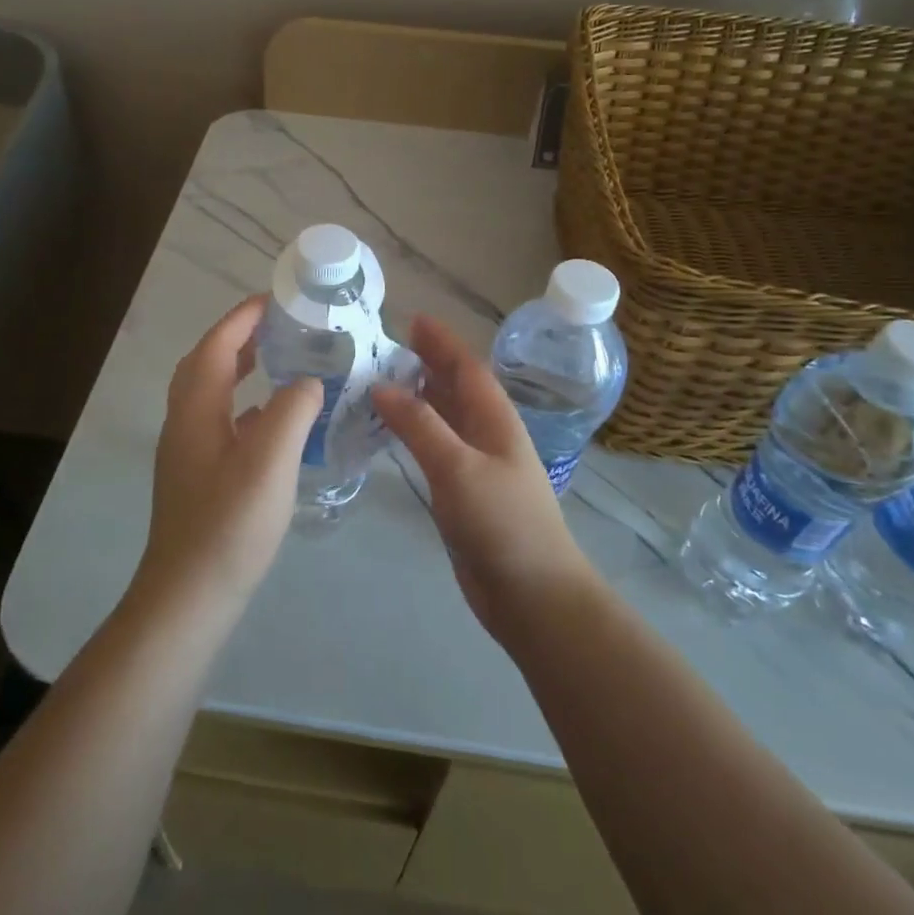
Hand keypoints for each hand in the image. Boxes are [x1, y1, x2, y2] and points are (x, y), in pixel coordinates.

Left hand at [137, 295, 322, 615]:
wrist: (189, 597)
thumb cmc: (229, 524)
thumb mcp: (270, 460)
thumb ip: (293, 410)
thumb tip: (309, 381)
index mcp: (196, 408)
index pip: (216, 345)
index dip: (243, 317)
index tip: (276, 299)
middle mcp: (185, 421)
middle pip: (207, 363)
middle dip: (239, 336)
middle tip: (280, 325)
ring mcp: (188, 451)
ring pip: (212, 392)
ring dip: (241, 367)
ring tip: (280, 361)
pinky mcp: (198, 476)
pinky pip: (221, 421)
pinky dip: (246, 405)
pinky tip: (273, 420)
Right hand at [372, 315, 595, 642]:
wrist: (533, 595)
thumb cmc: (502, 523)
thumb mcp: (458, 467)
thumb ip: (420, 425)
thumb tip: (381, 386)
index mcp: (495, 419)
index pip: (466, 367)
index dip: (441, 342)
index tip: (412, 319)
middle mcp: (488, 434)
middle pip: (456, 387)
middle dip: (427, 364)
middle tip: (387, 347)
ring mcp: (477, 465)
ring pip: (444, 417)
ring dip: (418, 397)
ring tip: (381, 382)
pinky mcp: (464, 493)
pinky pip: (435, 448)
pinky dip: (414, 433)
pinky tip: (392, 435)